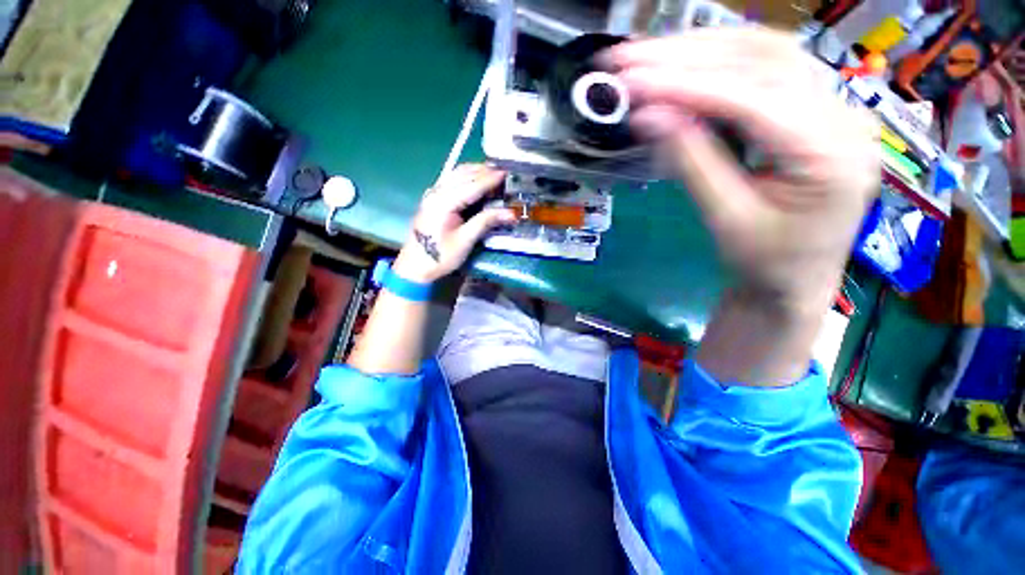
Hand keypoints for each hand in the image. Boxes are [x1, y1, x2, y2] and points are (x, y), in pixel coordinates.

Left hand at [394, 164, 514, 282]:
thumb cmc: (440, 256)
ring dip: (475, 171)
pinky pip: (452, 180)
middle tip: (504, 172)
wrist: (415, 266)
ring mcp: (432, 193)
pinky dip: (467, 176)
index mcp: (443, 202)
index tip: (507, 173)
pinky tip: (476, 180)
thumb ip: (486, 222)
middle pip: (463, 174)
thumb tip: (511, 213)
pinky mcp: (433, 198)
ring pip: (456, 174)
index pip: (472, 185)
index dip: (490, 179)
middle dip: (484, 171)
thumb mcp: (465, 241)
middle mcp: (436, 192)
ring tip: (493, 173)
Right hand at [609, 28, 878, 308]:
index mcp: (831, 154)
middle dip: (687, 55)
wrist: (793, 279)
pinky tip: (682, 65)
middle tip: (629, 58)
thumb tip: (648, 118)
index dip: (687, 86)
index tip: (633, 82)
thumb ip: (691, 163)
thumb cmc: (764, 263)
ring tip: (647, 56)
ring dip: (699, 50)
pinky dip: (716, 63)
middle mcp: (841, 115)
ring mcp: (830, 106)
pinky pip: (764, 69)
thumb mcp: (726, 220)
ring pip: (763, 54)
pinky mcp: (810, 110)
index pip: (753, 99)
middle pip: (762, 59)